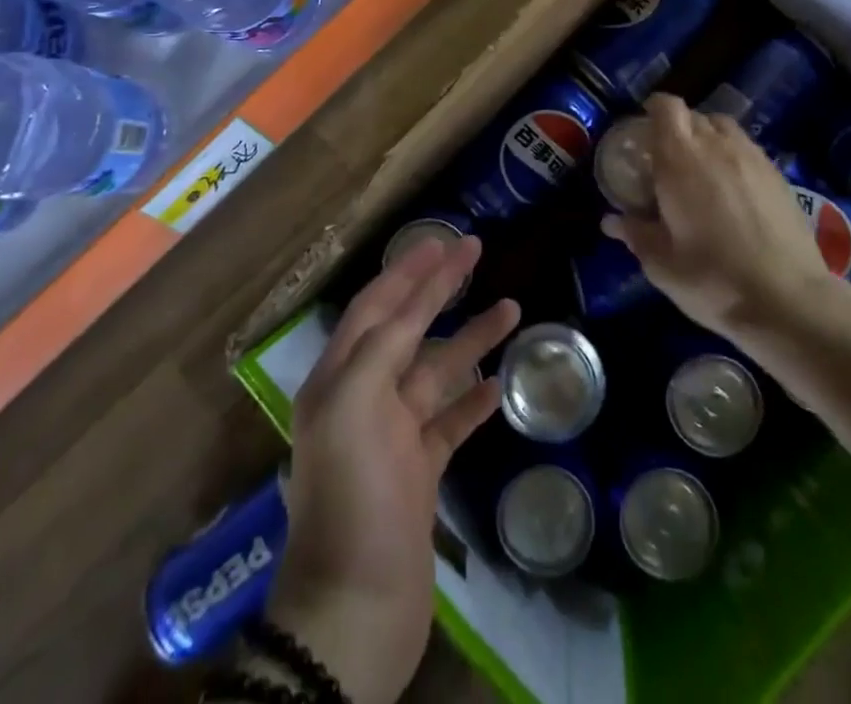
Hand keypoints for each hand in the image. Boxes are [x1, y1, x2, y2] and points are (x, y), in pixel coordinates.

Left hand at [270, 234, 519, 703]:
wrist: (357, 610)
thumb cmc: (353, 499)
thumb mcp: (354, 409)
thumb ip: (381, 348)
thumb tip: (410, 304)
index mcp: (339, 378)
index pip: (378, 305)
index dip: (410, 270)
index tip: (444, 240)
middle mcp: (363, 398)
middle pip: (408, 328)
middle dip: (439, 288)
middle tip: (475, 251)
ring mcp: (393, 436)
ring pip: (436, 371)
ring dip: (470, 339)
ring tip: (511, 308)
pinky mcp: (419, 473)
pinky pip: (450, 422)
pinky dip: (473, 400)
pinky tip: (499, 384)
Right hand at [602, 93, 850, 350]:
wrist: (788, 300)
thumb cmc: (712, 279)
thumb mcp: (661, 264)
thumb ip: (635, 234)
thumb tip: (611, 221)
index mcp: (680, 158)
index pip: (666, 107)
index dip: (653, 109)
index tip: (642, 128)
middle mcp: (716, 146)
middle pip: (694, 116)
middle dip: (677, 128)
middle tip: (666, 159)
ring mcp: (752, 157)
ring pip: (724, 128)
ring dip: (707, 138)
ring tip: (700, 169)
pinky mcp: (778, 175)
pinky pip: (747, 149)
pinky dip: (733, 156)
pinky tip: (731, 190)